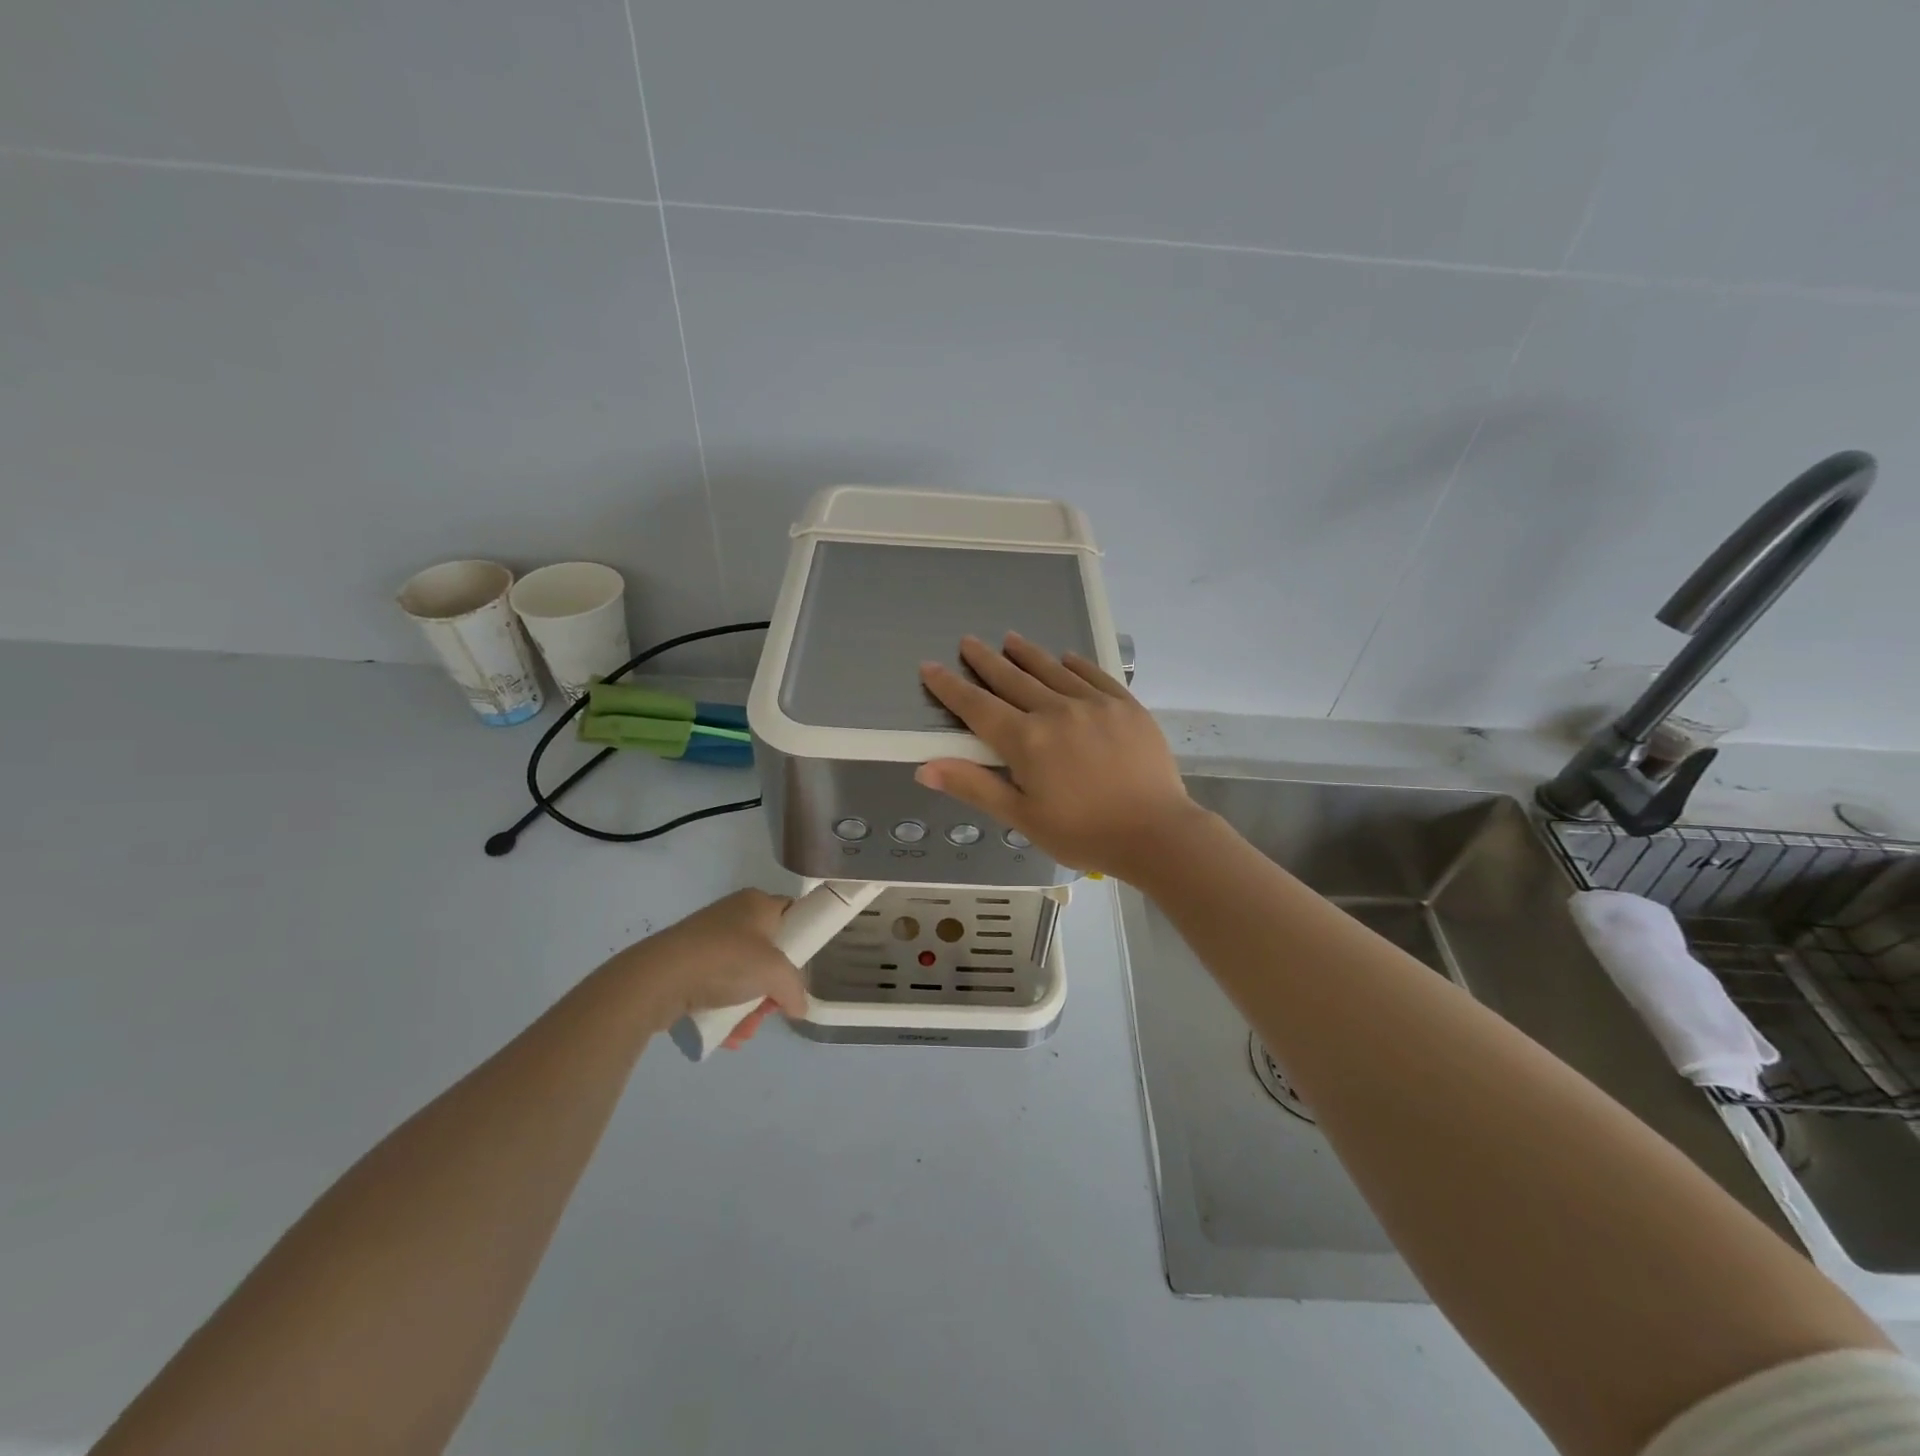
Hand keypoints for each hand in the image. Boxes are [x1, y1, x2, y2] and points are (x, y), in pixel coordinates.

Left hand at [608, 889, 805, 1047]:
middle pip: (767, 953)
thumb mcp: (775, 973)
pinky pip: (717, 987)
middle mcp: (734, 916)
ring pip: (742, 976)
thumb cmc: (725, 960)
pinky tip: (726, 1034)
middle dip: (771, 988)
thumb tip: (799, 1007)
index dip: (801, 938)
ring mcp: (708, 941)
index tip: (801, 967)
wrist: (659, 978)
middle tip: (769, 1007)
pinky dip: (725, 1010)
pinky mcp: (687, 965)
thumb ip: (795, 990)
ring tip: (744, 1029)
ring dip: (749, 1007)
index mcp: (757, 903)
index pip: (791, 913)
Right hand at [915, 633, 1201, 878]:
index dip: (950, 687)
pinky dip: (1075, 664)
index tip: (930, 667)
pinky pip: (1094, 675)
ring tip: (1010, 639)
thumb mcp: (1022, 817)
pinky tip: (1066, 657)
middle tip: (968, 642)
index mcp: (1026, 740)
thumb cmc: (1083, 832)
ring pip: (1052, 670)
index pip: (977, 706)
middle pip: (1012, 679)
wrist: (1156, 833)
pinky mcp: (1125, 706)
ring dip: (1027, 654)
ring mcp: (1094, 703)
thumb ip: (974, 786)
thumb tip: (925, 768)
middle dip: (986, 661)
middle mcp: (1055, 711)